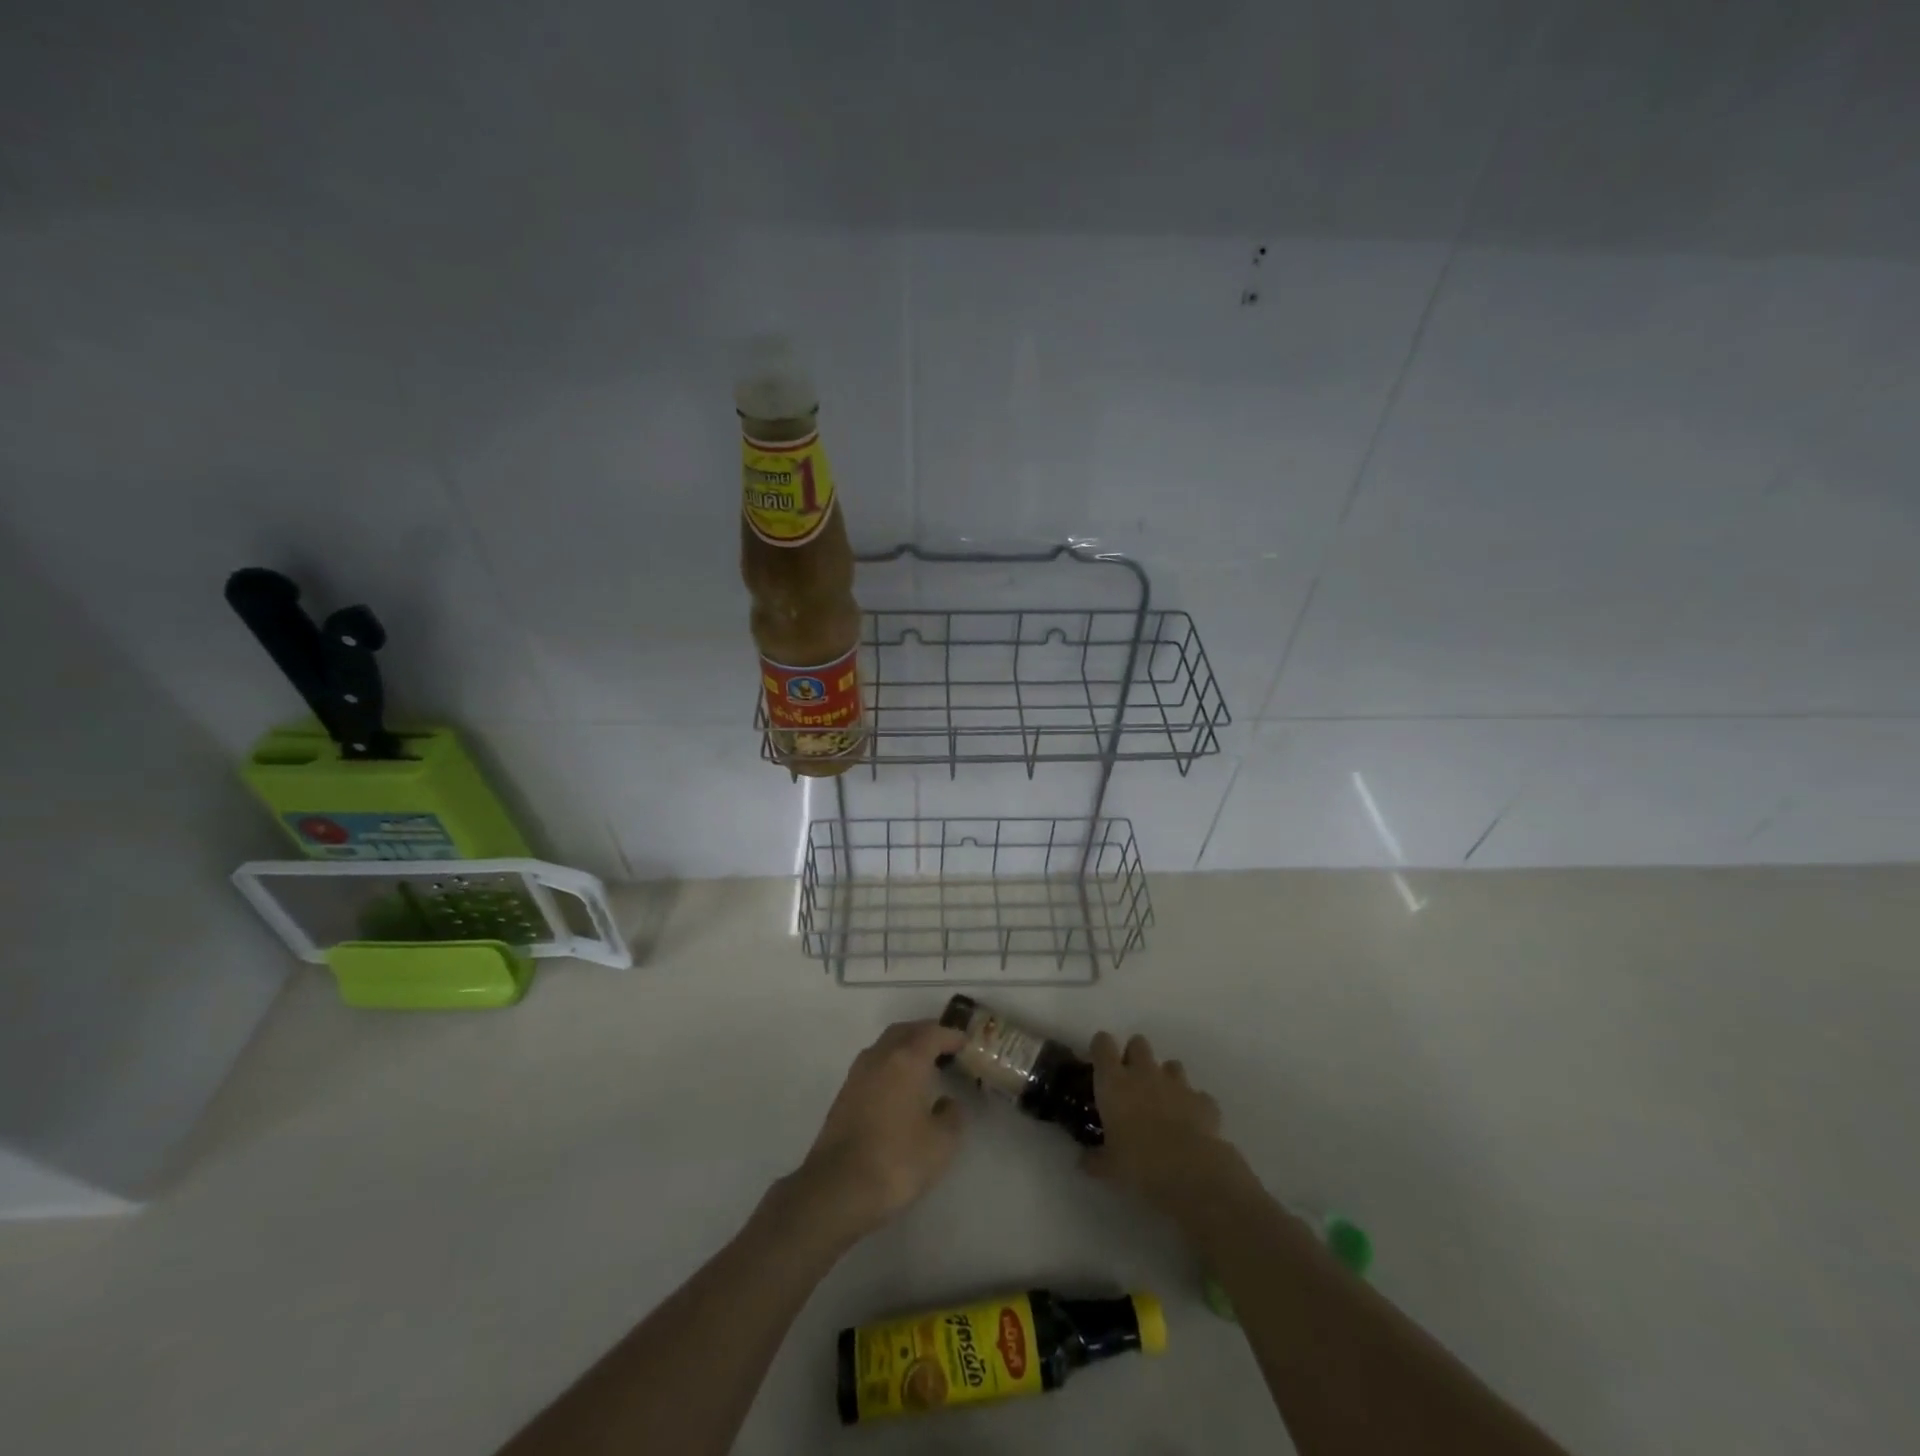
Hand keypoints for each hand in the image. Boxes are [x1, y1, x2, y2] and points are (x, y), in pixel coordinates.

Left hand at [790, 1021, 968, 1242]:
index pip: (932, 1033)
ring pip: (884, 1046)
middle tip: (944, 1047)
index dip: (951, 1035)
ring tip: (923, 1065)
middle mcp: (879, 1057)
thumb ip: (952, 1116)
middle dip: (925, 1034)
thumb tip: (947, 1103)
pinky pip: (873, 1065)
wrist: (838, 1188)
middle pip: (904, 1031)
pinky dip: (890, 1064)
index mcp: (906, 1060)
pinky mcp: (843, 1095)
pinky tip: (898, 1087)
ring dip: (904, 1047)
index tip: (965, 1043)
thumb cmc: (896, 1160)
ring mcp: (857, 1074)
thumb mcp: (941, 1144)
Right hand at [1082, 1031, 1255, 1220]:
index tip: (1099, 1063)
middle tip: (1131, 1083)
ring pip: (1170, 1064)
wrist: (1191, 1173)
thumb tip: (1084, 1160)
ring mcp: (1177, 1084)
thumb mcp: (1108, 1167)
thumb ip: (1094, 1158)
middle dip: (1134, 1056)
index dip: (1101, 1048)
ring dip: (1165, 1078)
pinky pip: (1196, 1095)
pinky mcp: (1204, 1100)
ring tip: (1163, 1104)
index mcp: (1114, 1082)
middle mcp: (1144, 1073)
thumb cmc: (1139, 1165)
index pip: (1102, 1044)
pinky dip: (1192, 1105)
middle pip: (1138, 1043)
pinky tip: (1191, 1124)